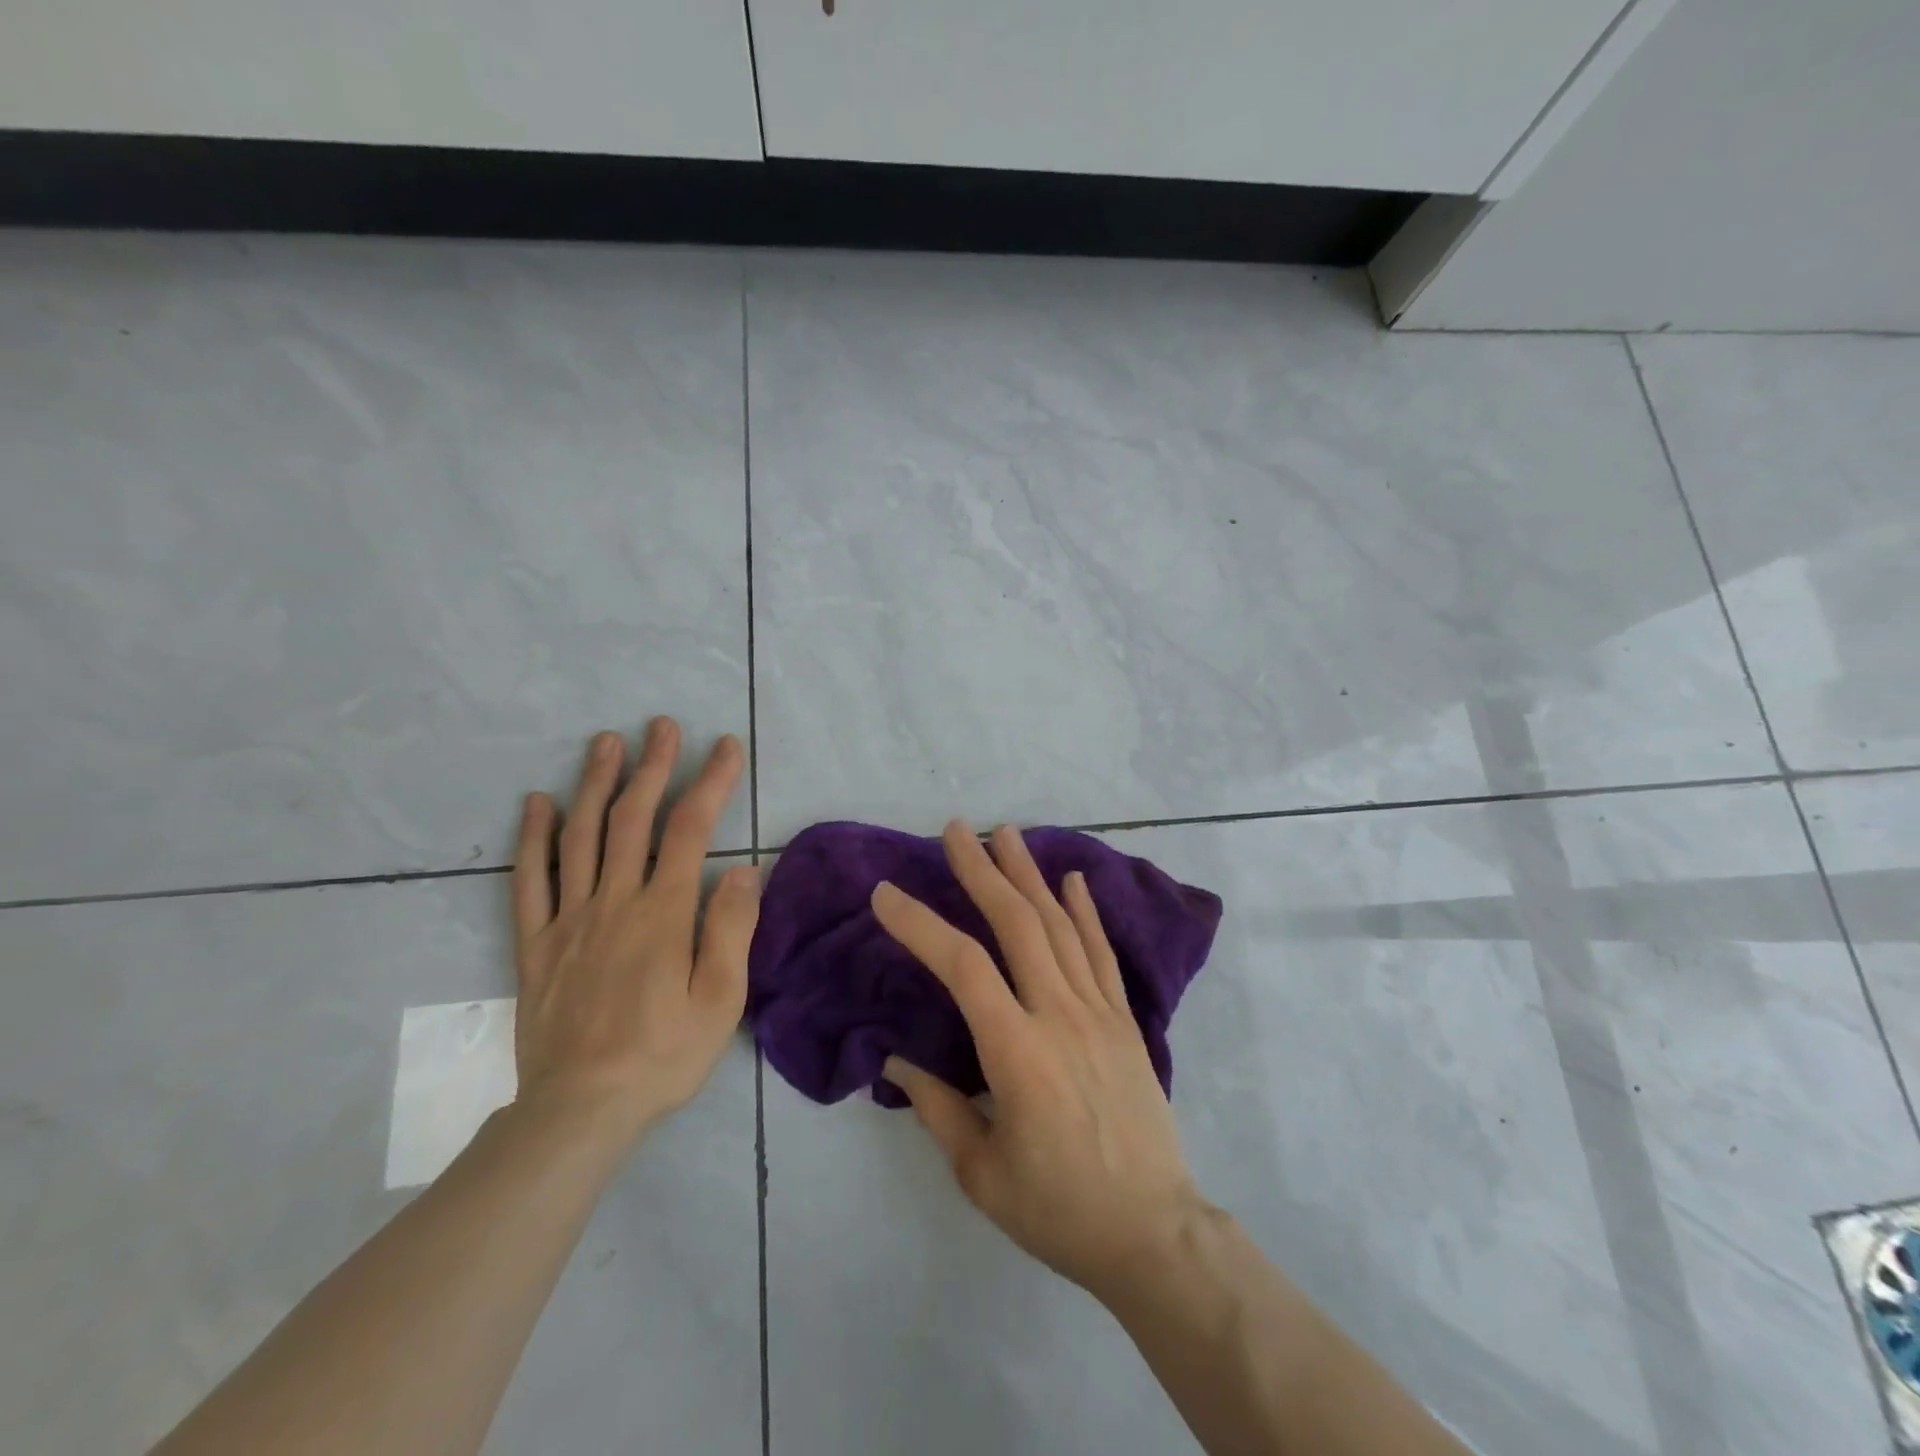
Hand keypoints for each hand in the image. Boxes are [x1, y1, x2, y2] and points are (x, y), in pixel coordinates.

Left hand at [510, 718, 757, 1145]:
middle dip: (651, 766)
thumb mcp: (720, 1000)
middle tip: (661, 725)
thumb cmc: (664, 1055)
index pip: (690, 830)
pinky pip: (529, 881)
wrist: (580, 1110)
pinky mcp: (536, 944)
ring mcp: (568, 920)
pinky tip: (537, 803)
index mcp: (662, 914)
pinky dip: (532, 838)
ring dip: (594, 783)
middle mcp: (613, 902)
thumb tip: (741, 867)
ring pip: (579, 836)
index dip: (710, 782)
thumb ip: (730, 929)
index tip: (725, 747)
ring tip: (606, 742)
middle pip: (631, 818)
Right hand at [874, 822, 1206, 1299]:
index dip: (921, 924)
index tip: (885, 894)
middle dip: (982, 871)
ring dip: (1029, 875)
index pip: (962, 967)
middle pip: (1018, 925)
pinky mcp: (1125, 1020)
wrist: (1154, 1232)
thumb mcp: (981, 1173)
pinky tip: (1072, 879)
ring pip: (1060, 926)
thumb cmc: (1059, 1210)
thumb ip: (937, 1109)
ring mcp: (1099, 1012)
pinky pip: (1101, 954)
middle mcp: (1059, 1016)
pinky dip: (1085, 912)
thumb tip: (897, 1062)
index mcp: (1017, 1053)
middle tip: (955, 829)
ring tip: (1006, 833)